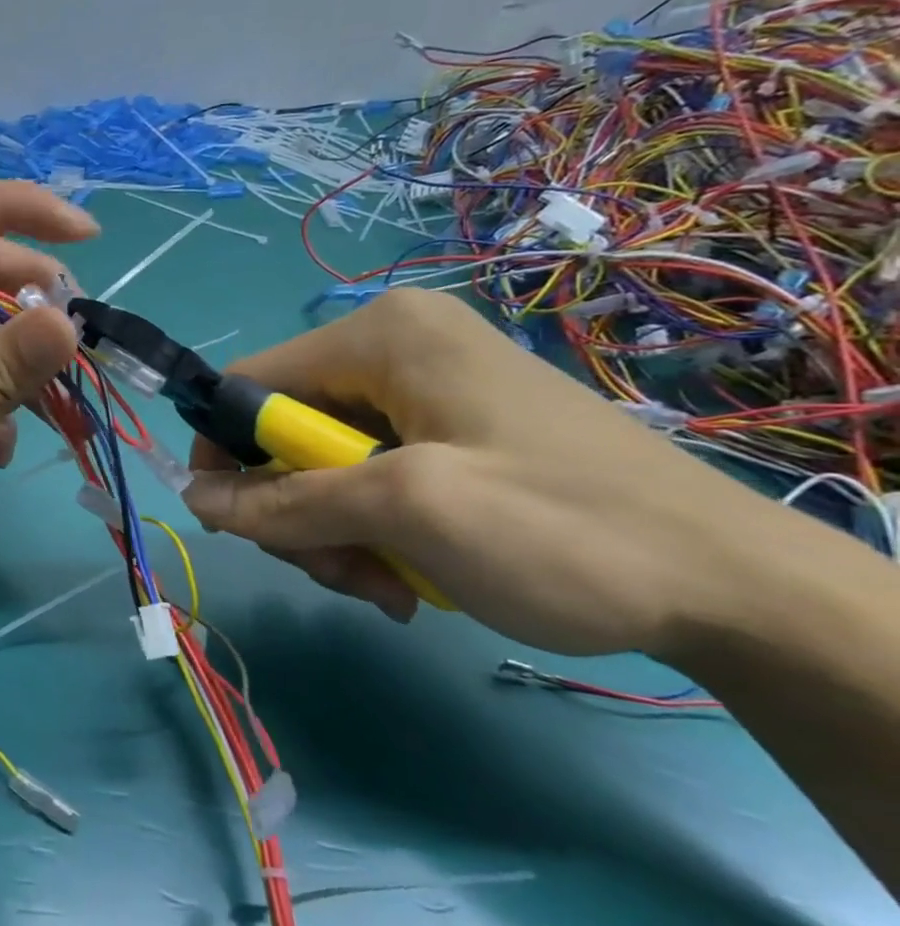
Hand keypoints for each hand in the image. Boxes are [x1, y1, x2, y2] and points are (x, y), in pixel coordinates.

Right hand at [179, 289, 839, 659]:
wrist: (733, 588)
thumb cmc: (560, 529)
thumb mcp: (405, 512)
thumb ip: (284, 502)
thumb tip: (192, 499)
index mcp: (380, 336)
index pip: (248, 384)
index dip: (225, 453)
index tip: (236, 524)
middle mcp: (396, 350)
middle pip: (284, 434)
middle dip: (298, 511)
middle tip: (340, 569)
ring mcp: (425, 395)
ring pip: (322, 468)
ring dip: (336, 534)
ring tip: (386, 584)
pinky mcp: (449, 435)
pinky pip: (368, 481)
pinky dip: (372, 533)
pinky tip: (411, 576)